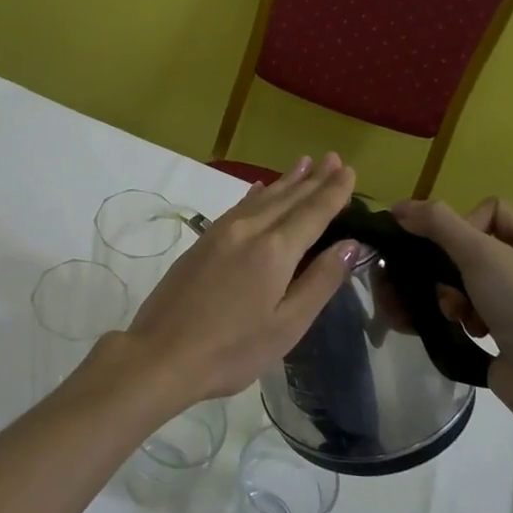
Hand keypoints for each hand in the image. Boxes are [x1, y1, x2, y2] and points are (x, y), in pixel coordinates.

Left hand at [117, 154, 361, 407]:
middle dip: (313, 178)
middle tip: (334, 158)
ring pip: (261, 198)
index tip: (350, 170)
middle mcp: (249, 231)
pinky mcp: (202, 243)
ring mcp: (220, 233)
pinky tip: (259, 190)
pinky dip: (255, 195)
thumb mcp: (287, 325)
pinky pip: (239, 207)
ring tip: (304, 163)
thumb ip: (319, 281)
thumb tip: (349, 244)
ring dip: (286, 181)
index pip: (313, 212)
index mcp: (274, 251)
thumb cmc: (232, 350)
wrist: (161, 354)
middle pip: (287, 198)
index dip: (333, 191)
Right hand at [391, 197, 512, 391]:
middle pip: (477, 248)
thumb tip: (399, 207)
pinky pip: (478, 308)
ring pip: (473, 280)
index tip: (457, 254)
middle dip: (453, 268)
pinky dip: (466, 316)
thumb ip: (438, 224)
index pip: (492, 211)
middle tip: (446, 287)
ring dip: (456, 294)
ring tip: (456, 313)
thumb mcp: (480, 255)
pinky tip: (467, 329)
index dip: (465, 227)